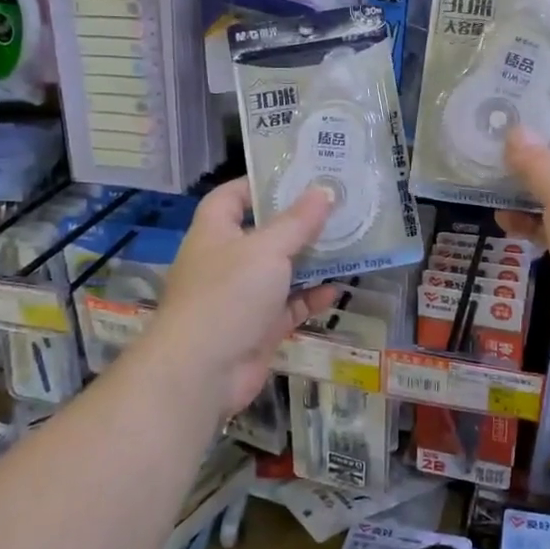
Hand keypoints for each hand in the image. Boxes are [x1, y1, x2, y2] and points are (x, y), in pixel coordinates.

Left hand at [150, 179, 340, 418]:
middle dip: (298, 223)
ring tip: (347, 243)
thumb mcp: (267, 249)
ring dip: (310, 261)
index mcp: (215, 232)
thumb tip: (324, 190)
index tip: (298, 176)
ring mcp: (242, 296)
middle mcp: (226, 261)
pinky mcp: (258, 327)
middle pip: (264, 233)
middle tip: (336, 207)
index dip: (260, 183)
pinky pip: (289, 306)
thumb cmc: (228, 295)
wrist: (202, 372)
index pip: (232, 196)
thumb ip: (298, 222)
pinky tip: (339, 288)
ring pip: (281, 271)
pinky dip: (312, 297)